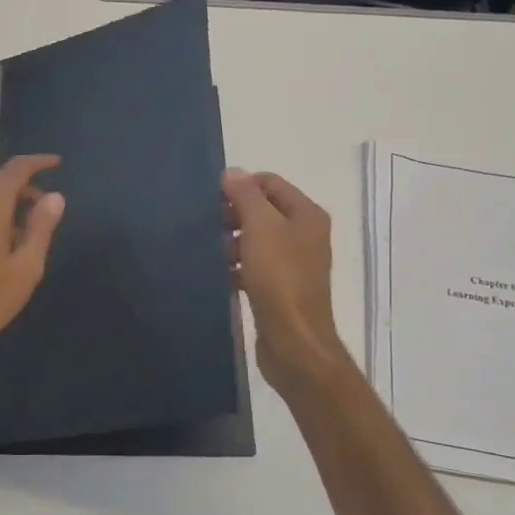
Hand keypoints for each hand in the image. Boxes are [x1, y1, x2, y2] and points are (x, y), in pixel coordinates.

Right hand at [222, 169, 354, 393]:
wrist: (294, 341)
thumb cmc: (279, 278)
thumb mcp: (260, 228)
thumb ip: (246, 196)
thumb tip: (232, 172)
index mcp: (306, 214)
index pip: (270, 182)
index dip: (240, 185)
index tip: (211, 200)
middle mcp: (305, 234)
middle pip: (263, 210)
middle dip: (234, 215)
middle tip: (207, 226)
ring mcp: (295, 263)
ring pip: (257, 239)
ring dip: (232, 242)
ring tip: (210, 253)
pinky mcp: (282, 288)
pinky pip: (255, 266)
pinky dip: (237, 266)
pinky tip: (218, 275)